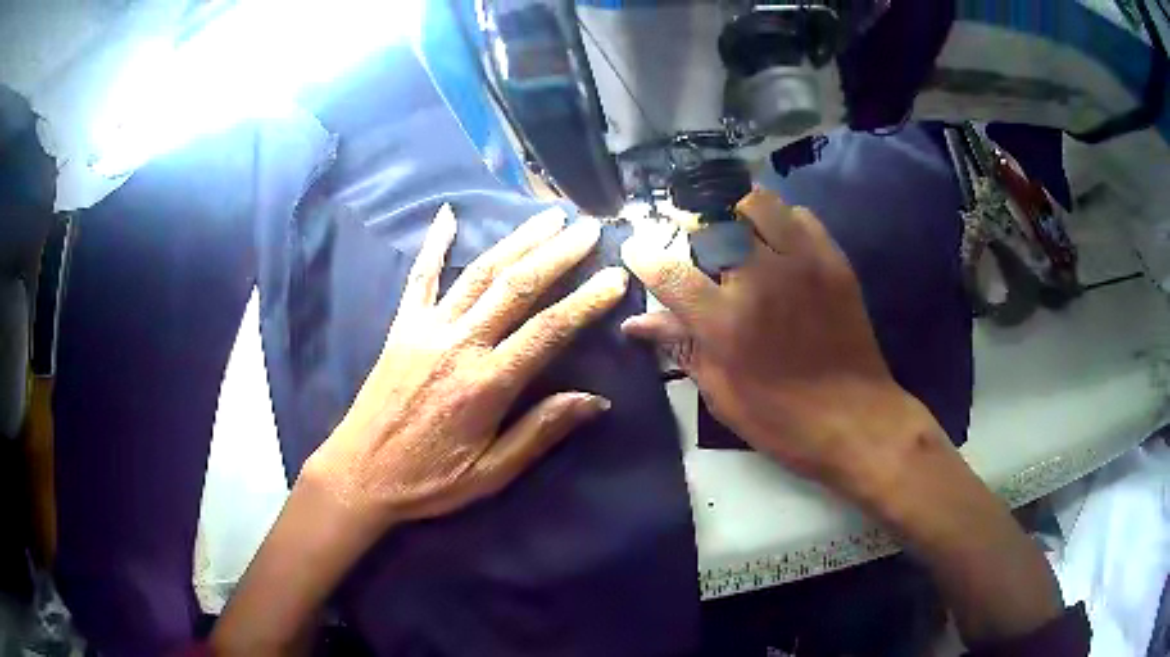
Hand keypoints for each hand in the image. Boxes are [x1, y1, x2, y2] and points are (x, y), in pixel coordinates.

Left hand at [304, 204, 625, 531]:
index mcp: (486, 384)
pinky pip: (420, 276)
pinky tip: (448, 214)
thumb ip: (541, 432)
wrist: (359, 473)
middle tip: (589, 228)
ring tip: (549, 215)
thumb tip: (596, 401)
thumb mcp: (491, 473)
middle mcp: (459, 345)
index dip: (586, 301)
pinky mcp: (402, 326)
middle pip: (516, 287)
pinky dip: (434, 243)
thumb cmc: (428, 480)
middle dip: (558, 253)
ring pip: (479, 273)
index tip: (615, 276)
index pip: (548, 330)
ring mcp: (427, 329)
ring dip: (517, 240)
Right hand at [621, 188, 942, 501]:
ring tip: (736, 234)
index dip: (644, 255)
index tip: (636, 248)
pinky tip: (778, 243)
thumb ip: (682, 348)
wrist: (857, 419)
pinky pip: (799, 215)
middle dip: (692, 226)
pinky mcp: (833, 260)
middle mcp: (760, 280)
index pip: (669, 272)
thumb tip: (637, 323)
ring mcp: (801, 263)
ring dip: (737, 213)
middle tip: (693, 243)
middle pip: (712, 222)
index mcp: (725, 324)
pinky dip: (781, 220)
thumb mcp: (722, 394)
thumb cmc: (783, 419)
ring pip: (757, 203)